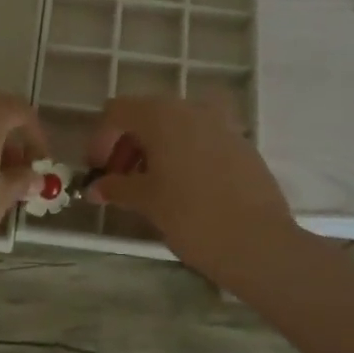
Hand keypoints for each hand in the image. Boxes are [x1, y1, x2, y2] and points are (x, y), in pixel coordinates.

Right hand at [86, 97, 299, 285]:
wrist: (258, 242)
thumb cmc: (191, 216)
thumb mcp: (146, 201)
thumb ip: (116, 187)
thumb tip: (95, 188)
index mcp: (162, 115)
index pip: (117, 111)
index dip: (100, 139)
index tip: (97, 171)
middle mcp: (191, 109)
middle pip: (147, 115)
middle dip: (127, 144)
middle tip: (120, 179)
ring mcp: (221, 124)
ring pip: (176, 126)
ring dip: (155, 149)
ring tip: (150, 186)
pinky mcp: (241, 144)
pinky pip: (202, 139)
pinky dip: (183, 155)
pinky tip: (184, 189)